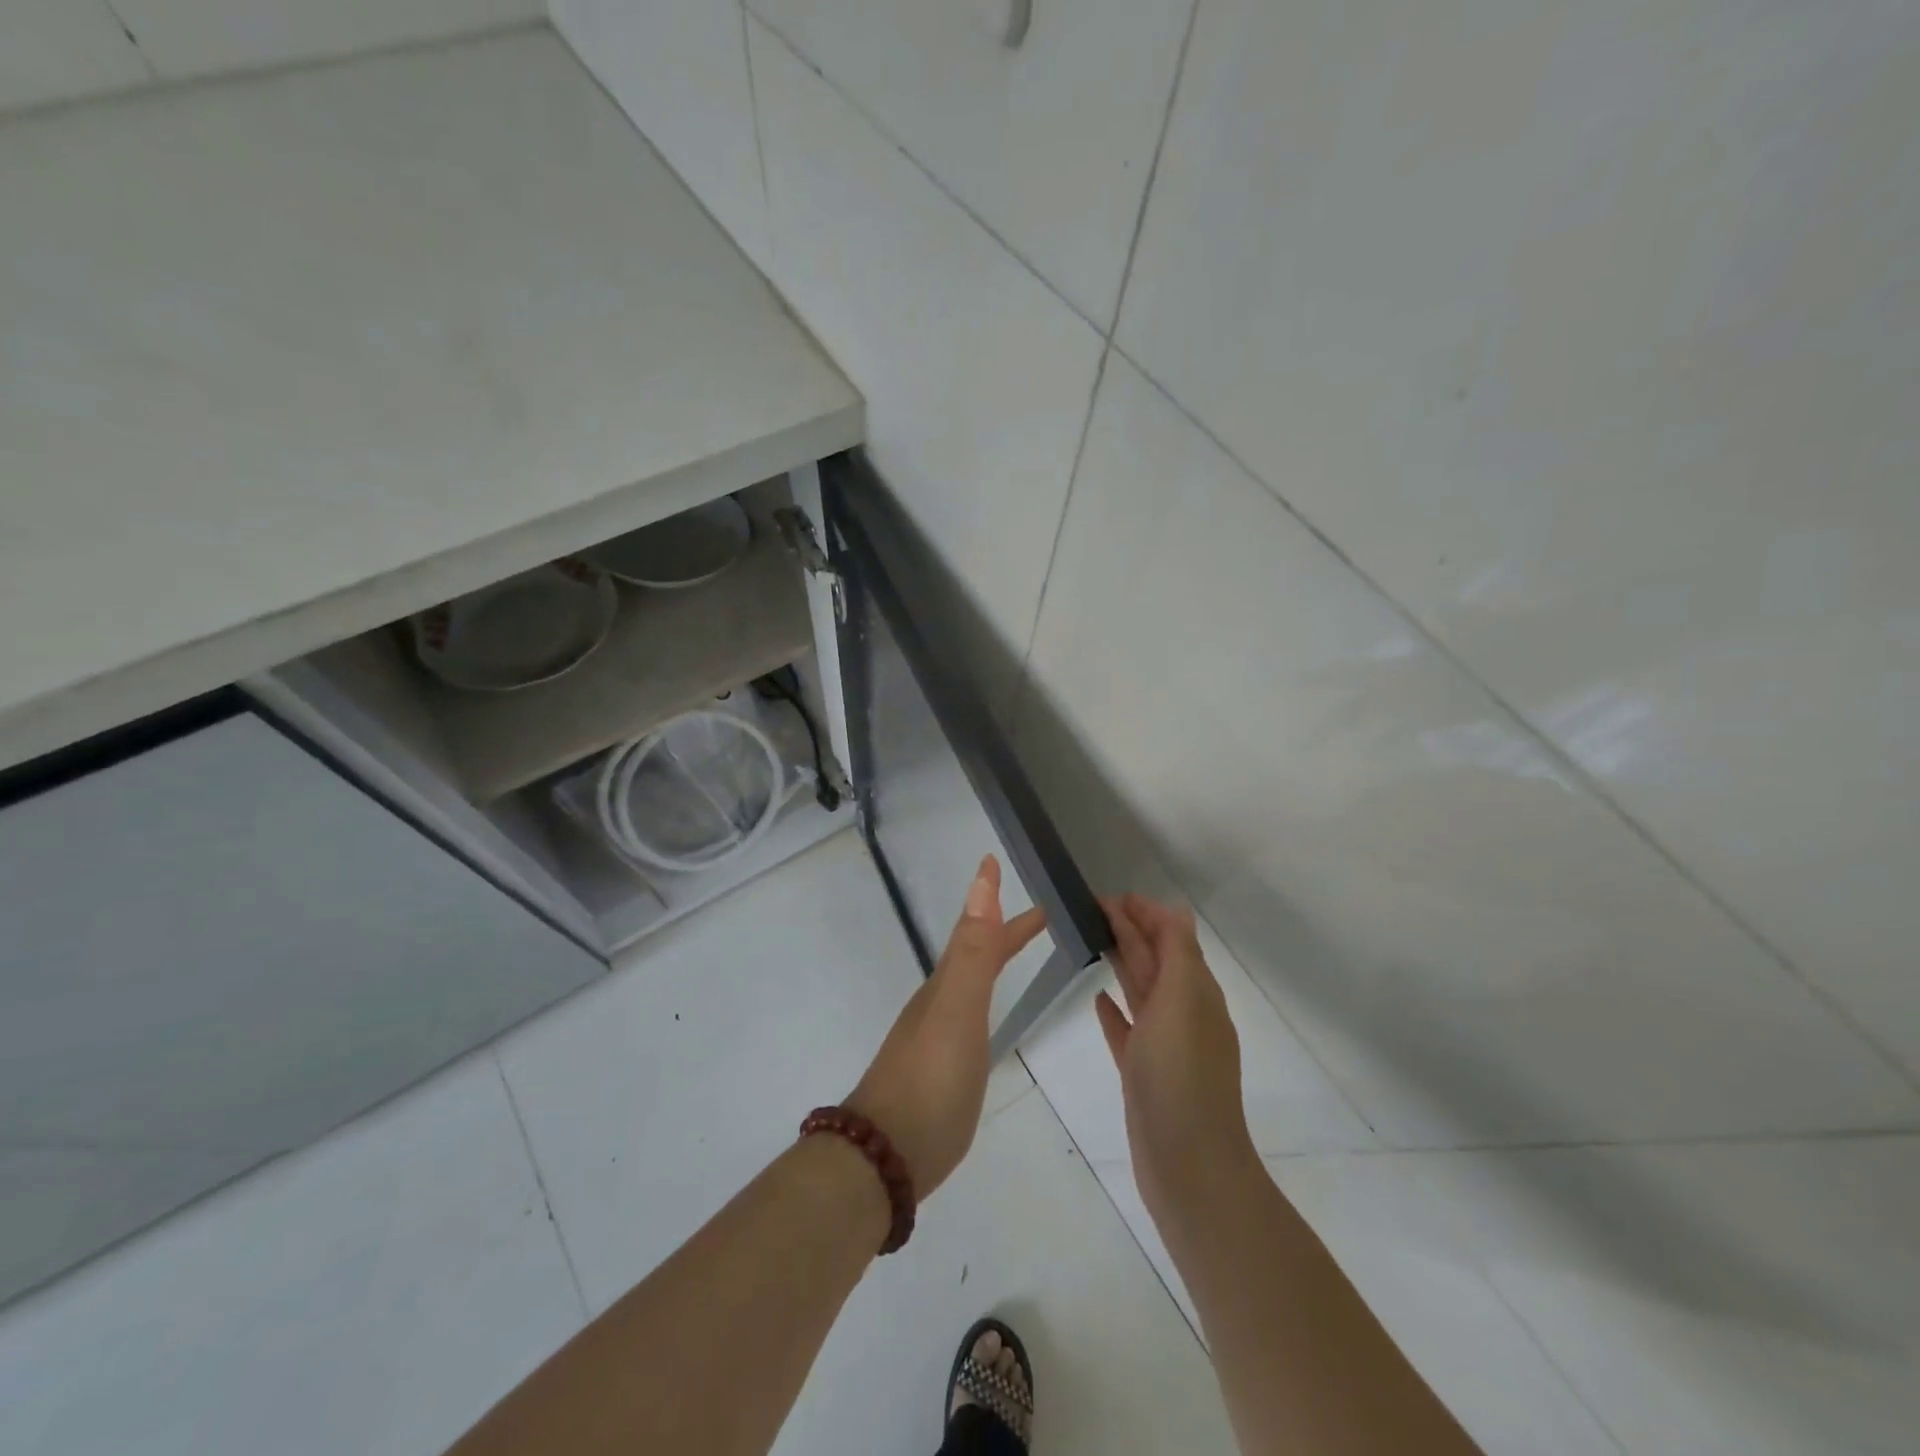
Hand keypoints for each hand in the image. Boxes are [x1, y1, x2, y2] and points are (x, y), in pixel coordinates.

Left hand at [847, 855, 1045, 1198]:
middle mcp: (939, 1004)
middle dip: (1004, 932)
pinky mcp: (940, 1071)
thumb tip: (980, 883)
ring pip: (970, 985)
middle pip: (975, 955)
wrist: (886, 1155)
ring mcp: (936, 1038)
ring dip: (993, 962)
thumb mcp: (957, 1009)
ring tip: (1013, 955)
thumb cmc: (929, 1079)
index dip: (991, 901)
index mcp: (946, 986)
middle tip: (1039, 917)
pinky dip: (984, 1002)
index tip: (997, 862)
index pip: (975, 931)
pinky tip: (984, 1021)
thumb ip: (972, 951)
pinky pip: (968, 1018)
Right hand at [1096, 894, 1257, 1222]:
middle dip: (1129, 930)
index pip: (1172, 937)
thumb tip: (1174, 912)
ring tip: (1092, 939)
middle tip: (1091, 907)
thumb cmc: (1181, 1075)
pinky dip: (1114, 1010)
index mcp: (1196, 992)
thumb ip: (1178, 954)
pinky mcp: (1143, 1073)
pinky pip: (1127, 1030)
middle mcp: (1183, 1013)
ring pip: (1139, 990)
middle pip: (1154, 959)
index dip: (1145, 913)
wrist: (1188, 1165)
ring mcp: (1163, 1045)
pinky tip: (1098, 999)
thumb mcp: (1184, 1001)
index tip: (1109, 896)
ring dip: (1121, 961)